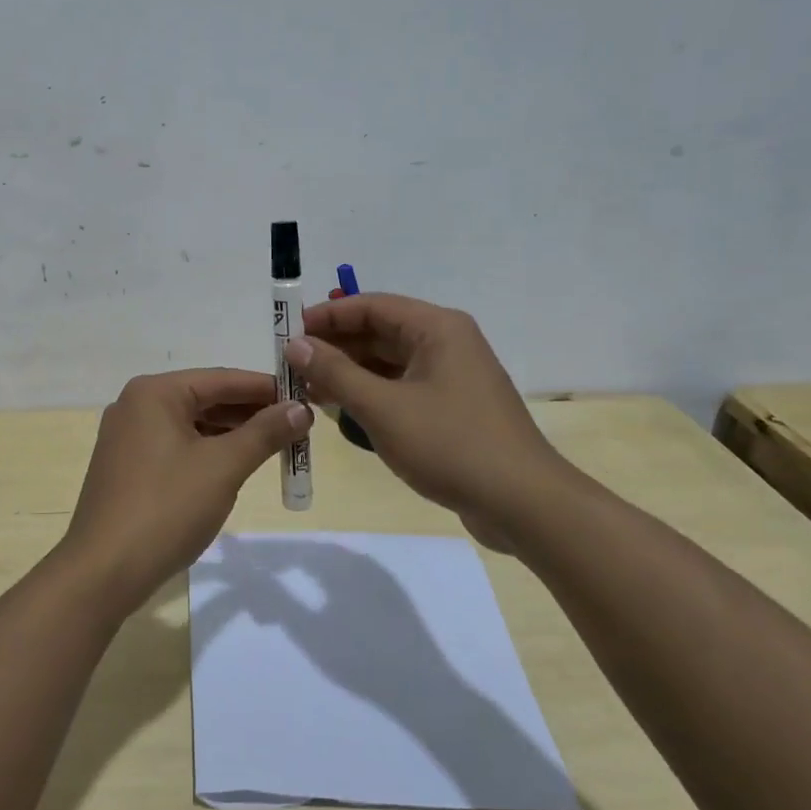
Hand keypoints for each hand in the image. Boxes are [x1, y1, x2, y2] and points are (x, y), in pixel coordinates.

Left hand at [59, 368, 310, 612]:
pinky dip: (208, 452)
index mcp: (154, 393)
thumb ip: (265, 433)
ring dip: (232, 434)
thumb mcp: (223, 467)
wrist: (103, 571)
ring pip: (192, 425)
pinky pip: (176, 446)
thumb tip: (301, 409)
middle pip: (205, 399)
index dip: (267, 388)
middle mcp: (136, 405)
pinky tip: (235, 465)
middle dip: (252, 413)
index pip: (222, 379)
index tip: (306, 397)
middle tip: (297, 425)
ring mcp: (127, 437)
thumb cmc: (166, 508)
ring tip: (275, 445)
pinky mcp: (127, 467)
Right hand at [286, 293, 575, 547]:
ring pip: (389, 361)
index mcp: (437, 328)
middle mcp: (446, 342)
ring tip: (308, 389)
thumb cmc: (450, 445)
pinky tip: (341, 408)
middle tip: (292, 366)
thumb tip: (295, 345)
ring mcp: (452, 376)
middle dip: (335, 346)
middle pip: (380, 331)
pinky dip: (371, 393)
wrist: (522, 503)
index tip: (288, 333)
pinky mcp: (452, 407)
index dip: (327, 316)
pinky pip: (402, 386)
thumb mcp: (383, 408)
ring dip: (350, 372)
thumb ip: (335, 373)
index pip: (371, 305)